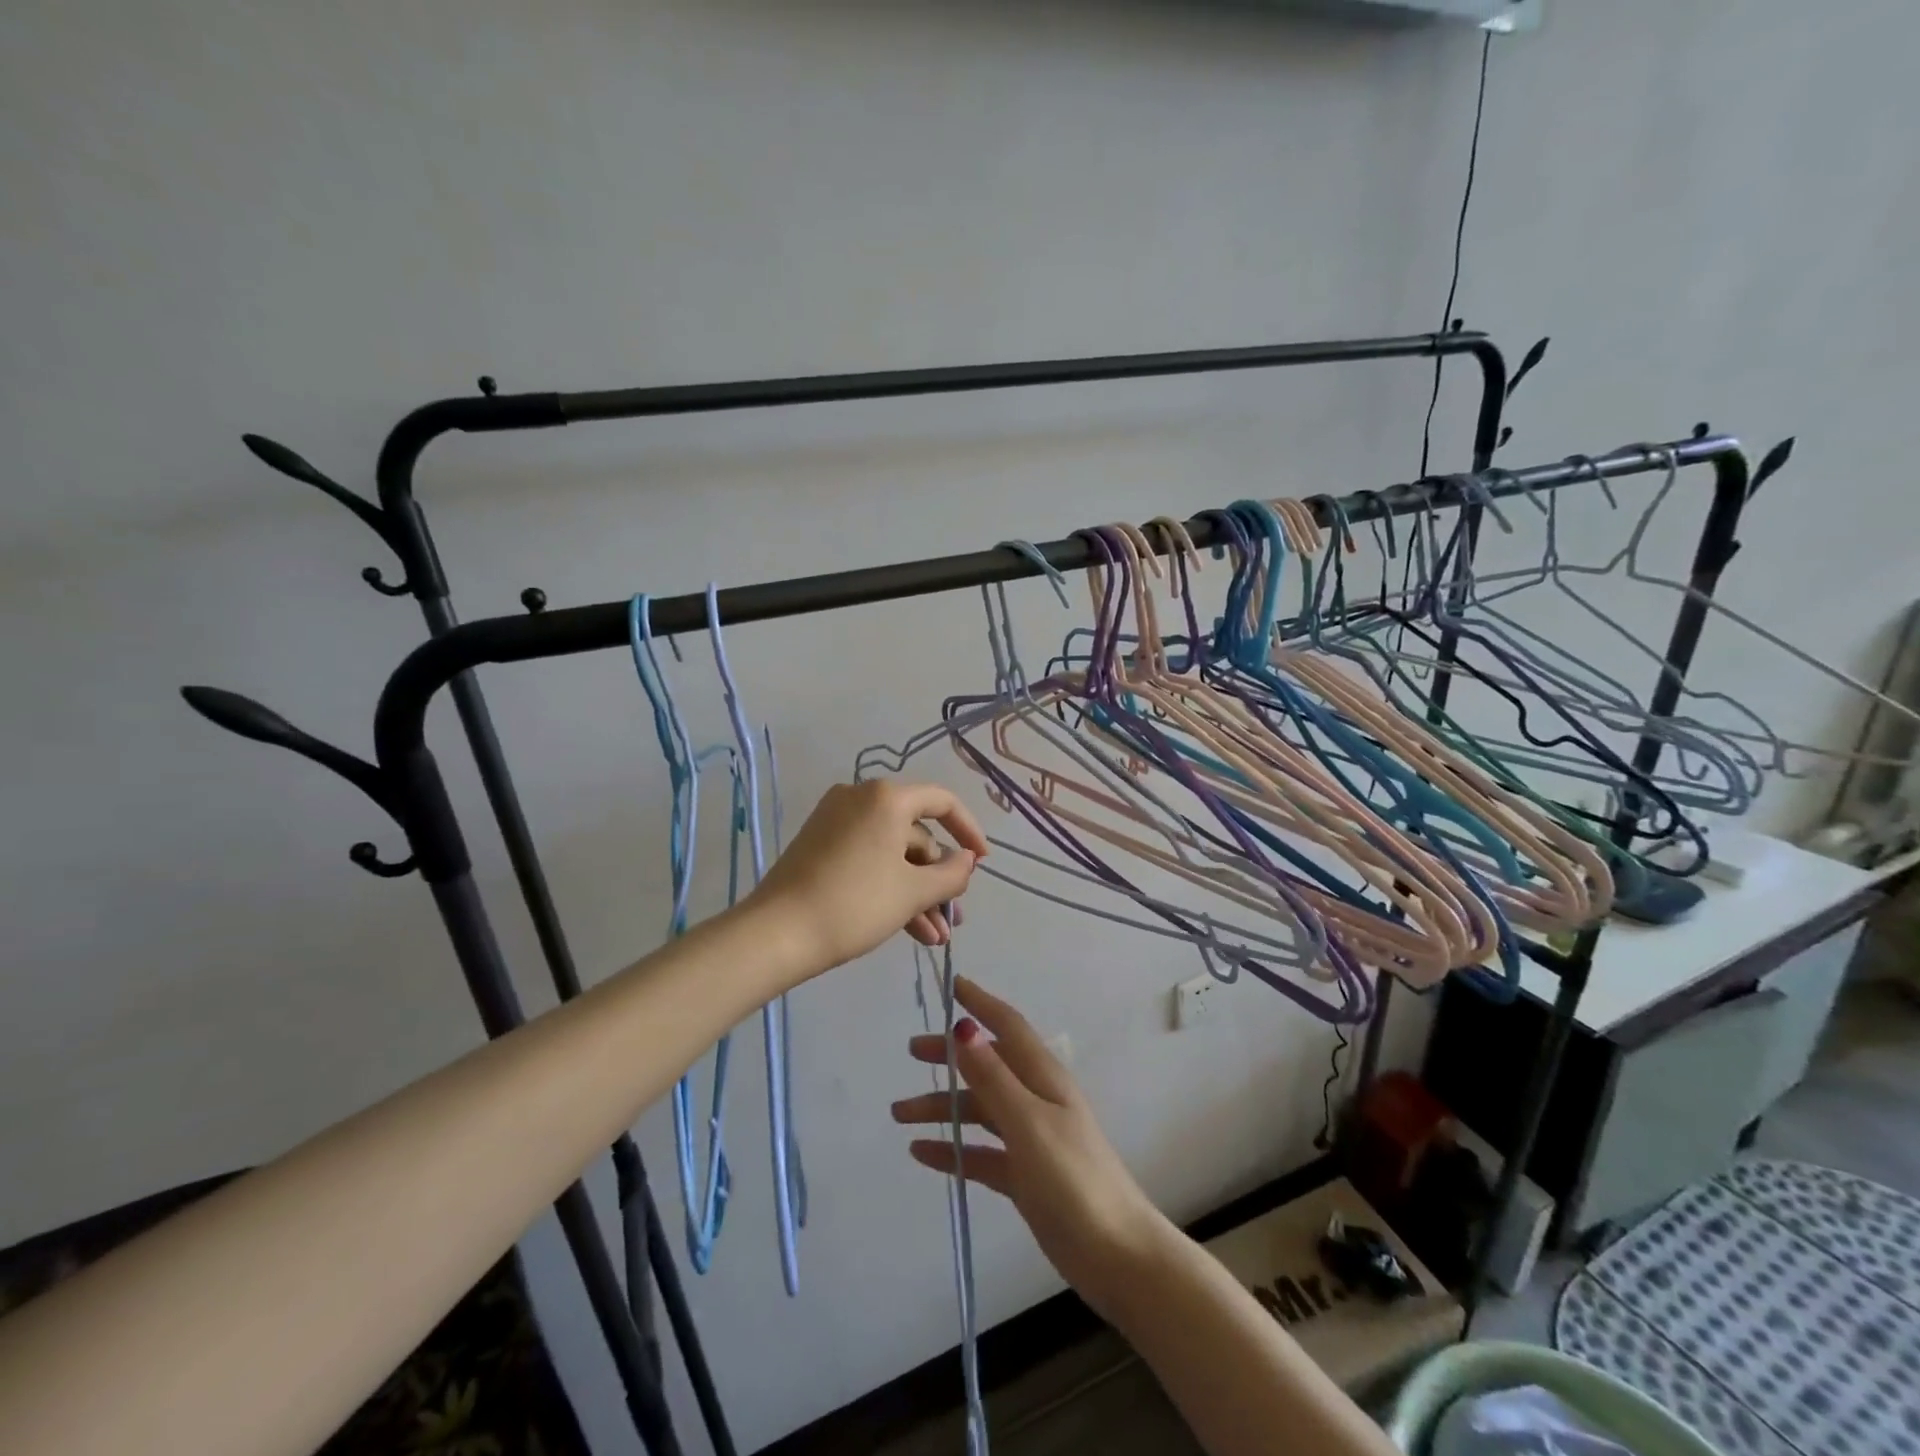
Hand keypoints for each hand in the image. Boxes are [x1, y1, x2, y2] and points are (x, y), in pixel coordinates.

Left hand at [748, 780, 987, 978]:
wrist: (776, 934)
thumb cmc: (854, 904)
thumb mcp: (912, 892)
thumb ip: (950, 874)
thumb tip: (966, 860)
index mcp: (886, 798)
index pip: (942, 802)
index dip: (969, 831)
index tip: (983, 862)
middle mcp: (860, 799)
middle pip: (915, 834)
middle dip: (937, 880)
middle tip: (952, 919)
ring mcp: (836, 822)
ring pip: (892, 854)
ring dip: (917, 894)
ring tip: (935, 938)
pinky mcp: (820, 846)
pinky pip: (868, 860)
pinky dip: (889, 888)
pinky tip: (911, 931)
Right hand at [891, 978, 1166, 1311]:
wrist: (1115, 1255)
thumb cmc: (1074, 1179)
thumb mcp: (1029, 1123)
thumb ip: (993, 1078)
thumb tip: (964, 1028)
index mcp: (1042, 1078)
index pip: (1007, 1026)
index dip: (981, 1004)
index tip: (952, 985)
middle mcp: (1035, 1099)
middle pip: (986, 1065)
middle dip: (951, 1056)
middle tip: (912, 1053)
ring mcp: (1029, 1137)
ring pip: (978, 1110)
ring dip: (942, 1107)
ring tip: (899, 1114)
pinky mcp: (1023, 1174)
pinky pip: (979, 1152)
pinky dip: (952, 1149)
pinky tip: (921, 1153)